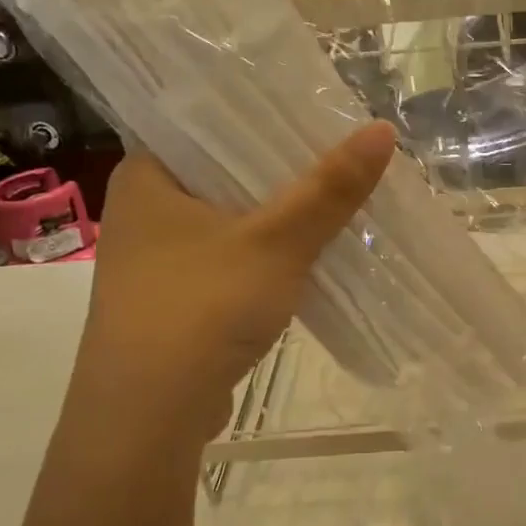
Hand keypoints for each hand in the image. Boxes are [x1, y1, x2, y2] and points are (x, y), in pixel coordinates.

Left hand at [68, 122, 396, 448]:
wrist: (149, 415)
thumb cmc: (201, 307)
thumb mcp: (276, 242)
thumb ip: (329, 188)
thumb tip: (383, 129)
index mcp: (145, 175)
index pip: (207, 122)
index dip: (264, 114)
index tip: (316, 110)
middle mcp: (143, 211)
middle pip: (225, 172)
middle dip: (283, 169)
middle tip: (341, 150)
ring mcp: (157, 260)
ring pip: (231, 220)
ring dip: (278, 216)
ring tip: (336, 196)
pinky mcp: (176, 300)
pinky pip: (231, 259)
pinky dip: (267, 255)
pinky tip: (309, 254)